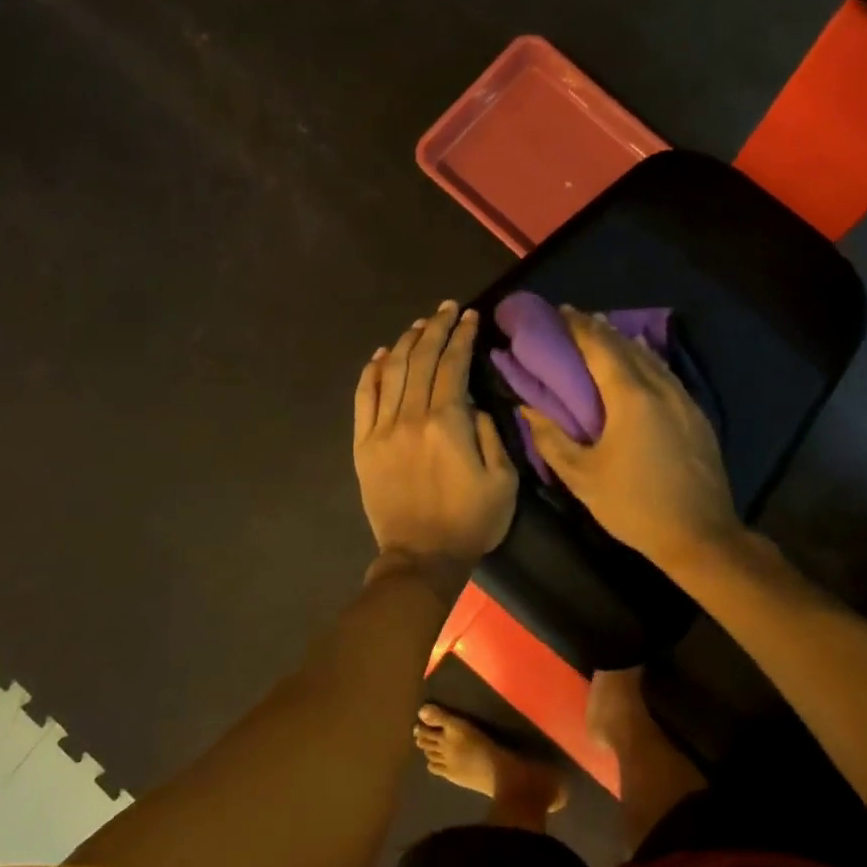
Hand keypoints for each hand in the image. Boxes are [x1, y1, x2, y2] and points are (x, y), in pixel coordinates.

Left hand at [353, 301, 515, 587]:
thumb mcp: (503, 480)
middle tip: (447, 308)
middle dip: (435, 328)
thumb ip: (490, 434)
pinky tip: (380, 355)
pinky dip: (370, 372)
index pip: (452, 366)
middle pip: (420, 360)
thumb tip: (472, 405)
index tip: (469, 316)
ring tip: (419, 324)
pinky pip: (364, 399)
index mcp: (447, 424)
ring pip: (390, 372)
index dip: (462, 337)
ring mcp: (382, 430)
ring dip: (405, 343)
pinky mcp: (363, 445)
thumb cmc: (471, 521)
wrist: (421, 558)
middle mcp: (410, 417)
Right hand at [523, 307, 741, 568]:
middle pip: (626, 345)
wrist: (700, 535)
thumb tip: (528, 408)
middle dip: (598, 328)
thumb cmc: (634, 505)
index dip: (578, 326)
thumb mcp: (582, 478)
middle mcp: (660, 387)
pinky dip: (645, 359)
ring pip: (649, 357)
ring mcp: (683, 399)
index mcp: (630, 396)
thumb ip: (551, 439)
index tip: (559, 312)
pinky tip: (639, 362)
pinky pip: (665, 373)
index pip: (600, 347)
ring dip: (623, 342)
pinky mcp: (696, 414)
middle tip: (573, 319)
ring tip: (601, 333)